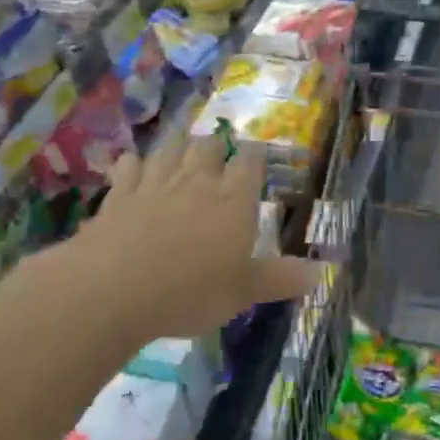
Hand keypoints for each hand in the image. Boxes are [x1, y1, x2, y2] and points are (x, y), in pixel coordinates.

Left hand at [78, 137, 318, 340]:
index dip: (253, 156)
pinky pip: (128, 169)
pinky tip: (131, 165)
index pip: (249, 165)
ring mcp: (153, 185)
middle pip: (208, 149)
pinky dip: (132, 164)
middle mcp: (195, 183)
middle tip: (217, 149)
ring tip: (181, 148)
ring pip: (169, 152)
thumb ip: (281, 279)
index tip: (255, 153)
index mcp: (232, 202)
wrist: (115, 288)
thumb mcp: (244, 293)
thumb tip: (324, 272)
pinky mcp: (118, 196)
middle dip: (215, 146)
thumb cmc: (191, 292)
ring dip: (177, 147)